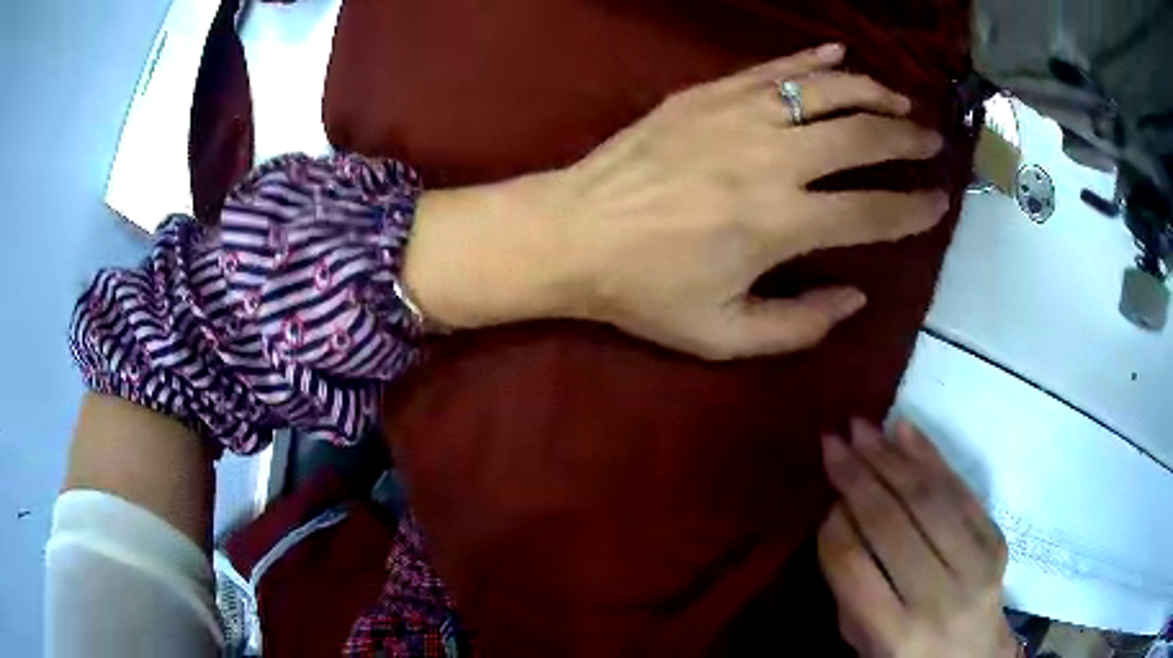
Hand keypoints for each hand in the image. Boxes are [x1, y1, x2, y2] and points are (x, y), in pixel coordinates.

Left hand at [403, 44, 947, 358]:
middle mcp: (770, 159)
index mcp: (779, 224)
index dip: (914, 209)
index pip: (872, 212)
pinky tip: (838, 55)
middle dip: (908, 139)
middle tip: (933, 142)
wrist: (572, 233)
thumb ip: (798, 325)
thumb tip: (855, 296)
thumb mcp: (722, 335)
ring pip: (825, 89)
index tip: (938, 202)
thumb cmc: (644, 291)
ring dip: (872, 92)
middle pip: (862, 138)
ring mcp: (736, 115)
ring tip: (899, 102)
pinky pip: (771, 68)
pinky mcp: (706, 94)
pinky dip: (811, 59)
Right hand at [818, 420, 1017, 657]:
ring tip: (862, 429)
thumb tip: (839, 517)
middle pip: (892, 525)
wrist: (975, 657)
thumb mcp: (865, 643)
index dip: (834, 527)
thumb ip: (850, 589)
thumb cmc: (909, 656)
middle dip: (858, 477)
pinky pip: (960, 490)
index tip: (822, 497)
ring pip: (929, 498)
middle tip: (833, 442)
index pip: (855, 567)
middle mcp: (939, 598)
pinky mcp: (995, 540)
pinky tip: (904, 431)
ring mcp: (976, 565)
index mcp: (896, 636)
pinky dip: (931, 456)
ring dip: (891, 458)